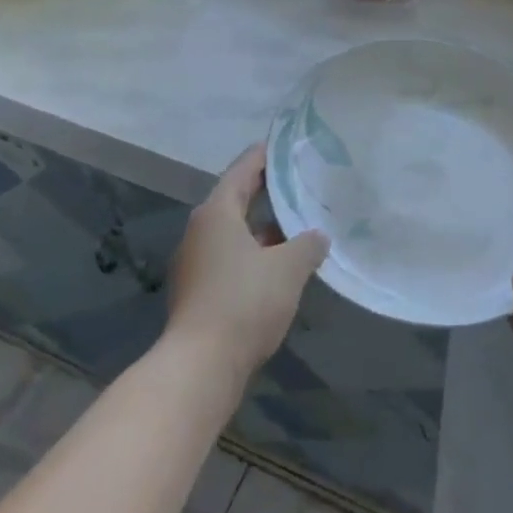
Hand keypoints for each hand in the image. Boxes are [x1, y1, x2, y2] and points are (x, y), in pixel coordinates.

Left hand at [165, 145, 328, 384]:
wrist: (200, 366)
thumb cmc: (244, 302)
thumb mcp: (288, 269)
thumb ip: (307, 245)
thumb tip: (318, 236)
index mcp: (216, 213)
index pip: (242, 170)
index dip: (264, 156)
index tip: (285, 146)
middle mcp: (200, 231)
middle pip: (235, 200)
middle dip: (266, 192)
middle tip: (298, 182)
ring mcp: (195, 263)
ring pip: (234, 233)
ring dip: (262, 228)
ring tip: (297, 226)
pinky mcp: (197, 292)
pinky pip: (230, 258)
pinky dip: (253, 254)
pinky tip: (279, 267)